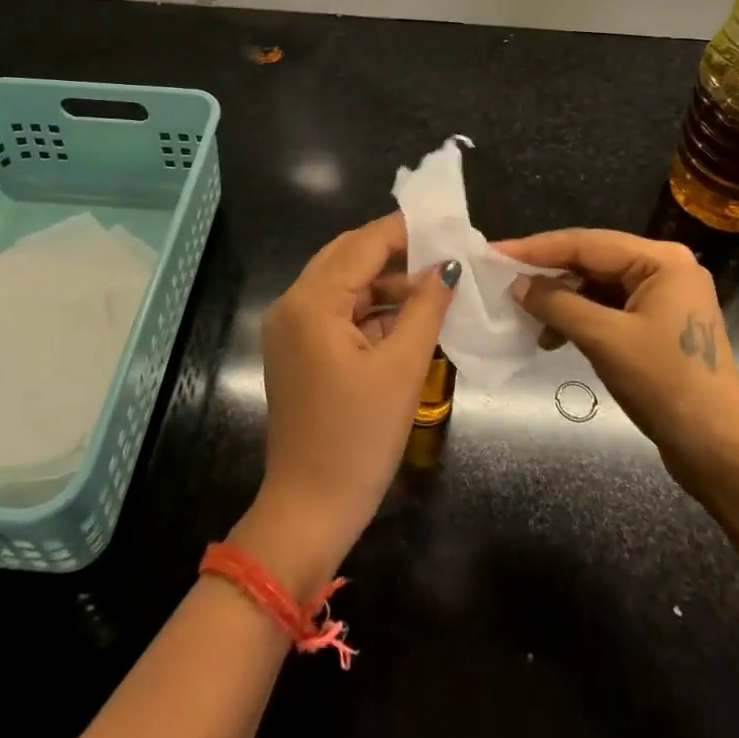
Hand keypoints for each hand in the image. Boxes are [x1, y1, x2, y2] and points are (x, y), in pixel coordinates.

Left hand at [233, 213, 454, 596]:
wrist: (309, 513)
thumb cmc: (357, 439)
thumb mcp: (402, 368)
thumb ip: (426, 308)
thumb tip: (447, 267)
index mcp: (311, 301)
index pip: (363, 244)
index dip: (405, 231)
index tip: (447, 224)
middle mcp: (292, 304)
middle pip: (348, 258)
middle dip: (396, 253)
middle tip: (443, 252)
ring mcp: (291, 329)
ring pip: (345, 286)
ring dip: (386, 284)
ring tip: (435, 286)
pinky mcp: (298, 352)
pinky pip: (339, 314)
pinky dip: (372, 311)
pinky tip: (409, 318)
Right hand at [500, 229, 738, 501]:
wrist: (723, 454)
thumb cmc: (668, 387)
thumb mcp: (606, 341)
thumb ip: (558, 305)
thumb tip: (516, 285)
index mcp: (661, 260)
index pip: (587, 243)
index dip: (537, 249)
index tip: (495, 252)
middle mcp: (664, 269)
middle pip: (593, 260)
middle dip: (548, 273)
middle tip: (503, 279)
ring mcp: (664, 298)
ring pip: (598, 285)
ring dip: (562, 299)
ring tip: (526, 316)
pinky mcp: (658, 325)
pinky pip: (608, 308)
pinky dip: (580, 318)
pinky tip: (554, 337)